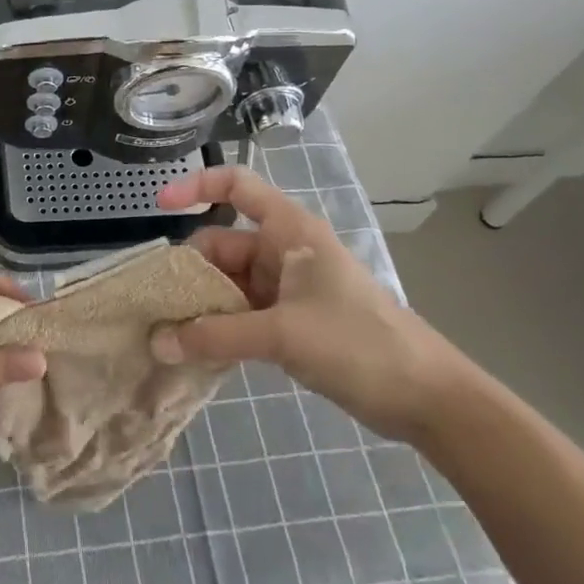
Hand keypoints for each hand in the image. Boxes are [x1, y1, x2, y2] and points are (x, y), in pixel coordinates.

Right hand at [152, 166, 471, 441]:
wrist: (427, 397)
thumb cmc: (359, 344)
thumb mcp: (282, 335)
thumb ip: (216, 336)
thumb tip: (156, 342)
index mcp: (289, 231)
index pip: (237, 186)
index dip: (196, 186)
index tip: (159, 206)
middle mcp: (284, 251)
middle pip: (222, 244)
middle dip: (190, 272)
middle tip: (156, 306)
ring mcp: (287, 288)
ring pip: (229, 284)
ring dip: (202, 306)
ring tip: (167, 334)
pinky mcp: (290, 321)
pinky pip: (241, 313)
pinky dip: (220, 327)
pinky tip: (195, 351)